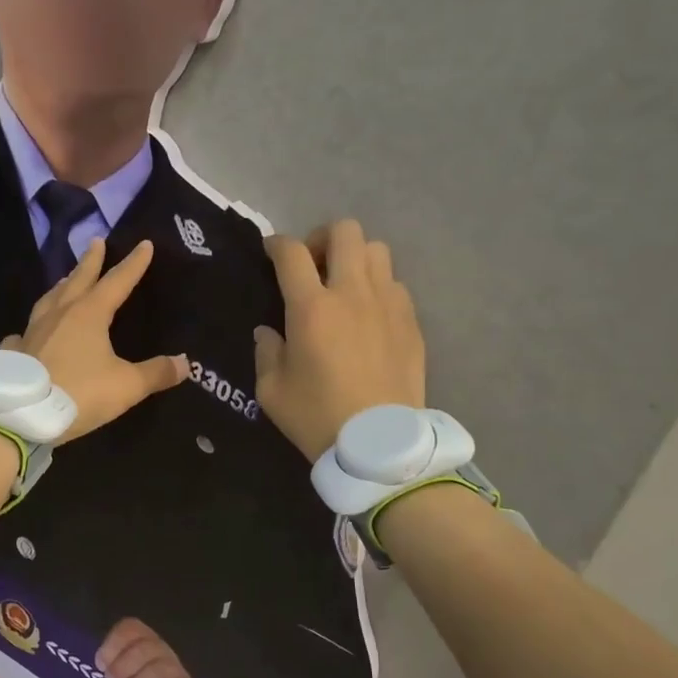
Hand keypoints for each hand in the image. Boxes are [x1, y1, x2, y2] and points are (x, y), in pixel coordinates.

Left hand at [7, 239, 187, 442]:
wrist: (22, 414)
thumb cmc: (80, 394)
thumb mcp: (126, 386)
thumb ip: (156, 373)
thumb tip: (185, 363)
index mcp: (89, 314)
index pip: (117, 281)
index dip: (133, 264)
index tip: (144, 244)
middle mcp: (59, 314)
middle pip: (78, 280)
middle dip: (90, 261)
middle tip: (96, 241)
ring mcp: (32, 332)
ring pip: (48, 300)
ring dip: (60, 287)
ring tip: (65, 280)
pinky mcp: (14, 353)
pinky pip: (22, 335)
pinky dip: (27, 331)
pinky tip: (25, 334)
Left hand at [96, 618, 196, 677]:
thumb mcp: (115, 663)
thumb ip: (108, 661)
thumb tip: (99, 666)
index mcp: (139, 635)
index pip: (129, 629)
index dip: (113, 646)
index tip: (101, 665)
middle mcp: (159, 646)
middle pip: (144, 649)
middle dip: (124, 666)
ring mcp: (175, 665)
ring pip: (161, 668)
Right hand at [253, 219, 427, 461]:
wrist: (378, 445)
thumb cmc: (316, 417)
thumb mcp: (271, 390)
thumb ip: (266, 351)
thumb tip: (270, 331)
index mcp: (311, 308)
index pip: (291, 253)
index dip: (276, 245)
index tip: (270, 254)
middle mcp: (352, 293)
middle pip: (344, 231)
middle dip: (322, 239)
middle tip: (312, 266)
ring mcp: (388, 304)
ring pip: (377, 250)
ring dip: (355, 258)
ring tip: (344, 286)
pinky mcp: (411, 322)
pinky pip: (395, 284)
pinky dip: (378, 287)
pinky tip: (368, 316)